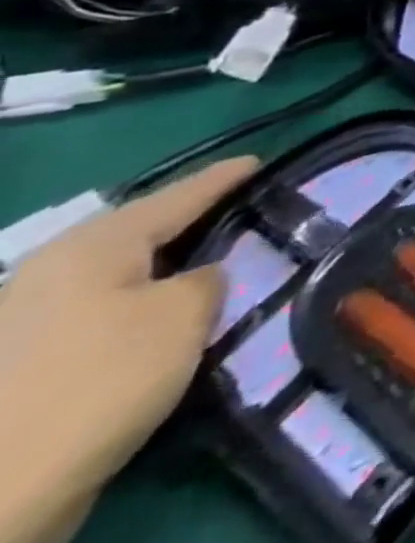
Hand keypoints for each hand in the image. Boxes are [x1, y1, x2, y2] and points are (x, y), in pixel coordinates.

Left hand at [0, 159, 255, 542]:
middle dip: (193, 223)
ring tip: (221, 265)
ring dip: (170, 269)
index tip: (261, 163)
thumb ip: (210, 277)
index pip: (178, 196)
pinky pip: (106, 313)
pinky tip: (173, 316)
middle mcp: (53, 272)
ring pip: (121, 276)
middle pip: (141, 234)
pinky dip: (146, 306)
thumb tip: (204, 277)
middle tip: (247, 213)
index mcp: (92, 246)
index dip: (225, 178)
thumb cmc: (101, 379)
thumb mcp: (187, 312)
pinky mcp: (25, 367)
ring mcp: (28, 322)